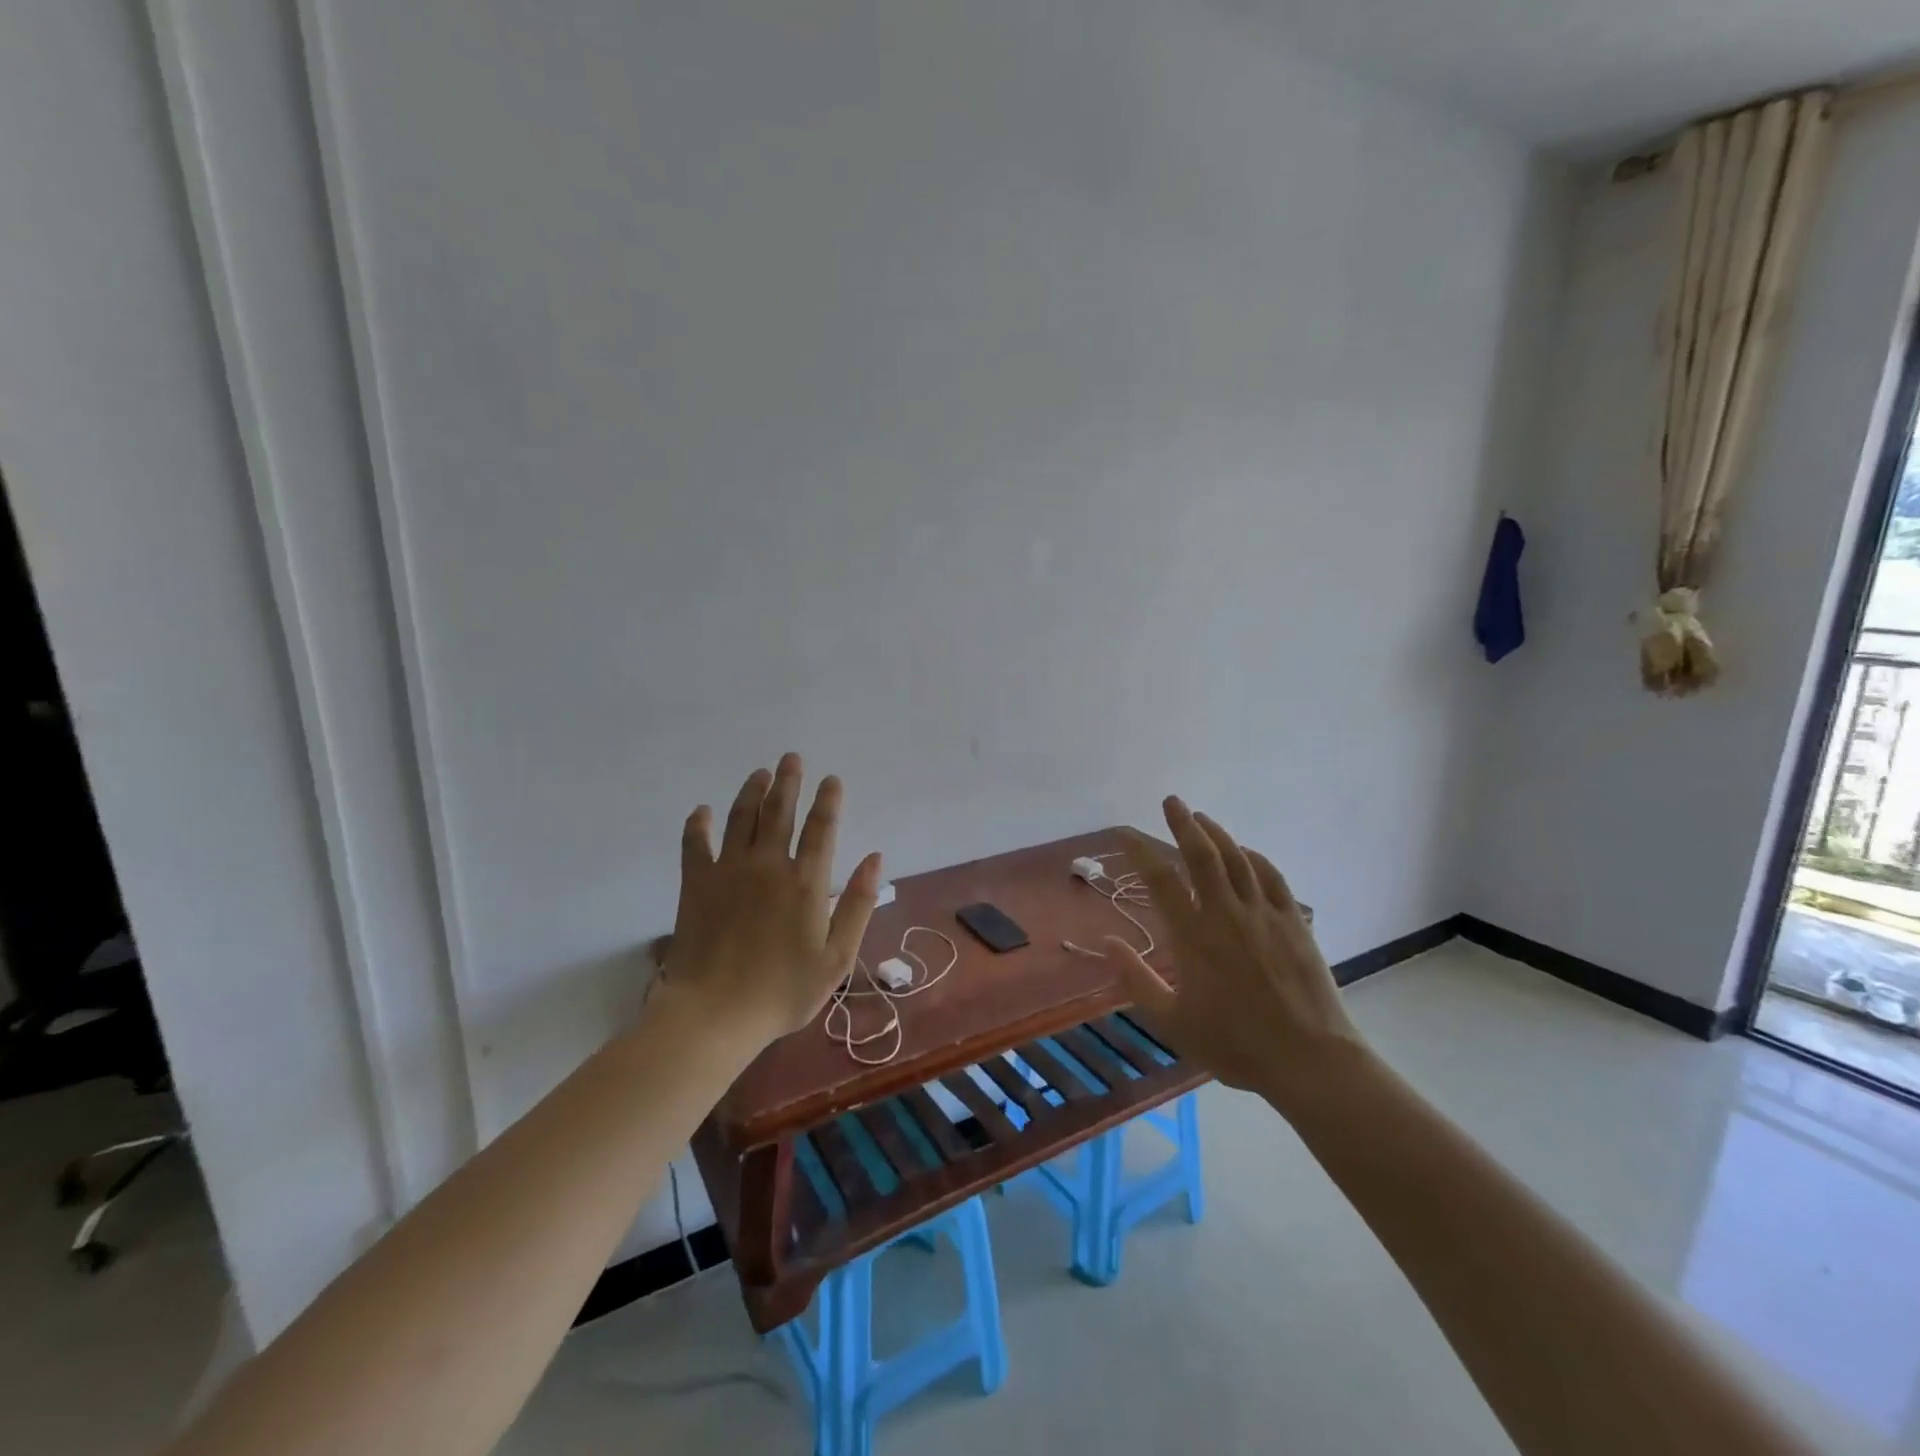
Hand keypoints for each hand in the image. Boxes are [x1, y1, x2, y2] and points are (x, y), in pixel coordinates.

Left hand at [660, 753, 882, 1046]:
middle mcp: (768, 865)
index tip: (831, 779)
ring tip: (759, 773)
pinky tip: (702, 811)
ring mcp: (728, 871)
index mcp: (805, 882)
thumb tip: (874, 858)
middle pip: (779, 811)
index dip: (828, 800)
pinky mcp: (695, 884)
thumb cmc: (783, 991)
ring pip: (741, 818)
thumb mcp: (836, 957)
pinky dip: (698, 824)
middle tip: (791, 758)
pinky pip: (695, 844)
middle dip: (788, 781)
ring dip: (751, 791)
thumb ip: (858, 904)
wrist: (714, 1015)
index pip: (821, 828)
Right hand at [1106, 797, 1368, 1118]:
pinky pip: (1272, 877)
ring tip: (1201, 818)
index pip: (1161, 881)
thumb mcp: (1173, 1022)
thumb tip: (1106, 943)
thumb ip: (1136, 980)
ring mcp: (1263, 915)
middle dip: (1183, 824)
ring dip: (1217, 834)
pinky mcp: (1294, 922)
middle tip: (1171, 801)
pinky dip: (1255, 858)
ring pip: (1237, 860)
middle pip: (1202, 856)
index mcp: (1194, 937)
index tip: (1125, 834)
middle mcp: (1226, 914)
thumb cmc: (1235, 1044)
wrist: (1309, 1060)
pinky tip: (1246, 851)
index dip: (1140, 852)